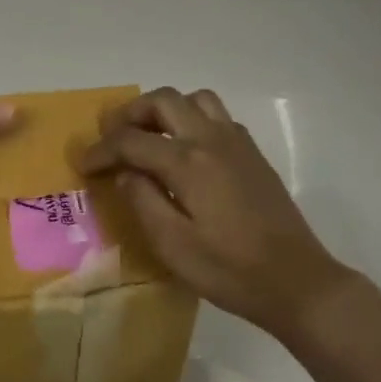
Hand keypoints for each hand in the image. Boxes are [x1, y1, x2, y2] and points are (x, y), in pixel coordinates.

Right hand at [78, 88, 351, 338]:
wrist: (296, 282)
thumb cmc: (229, 270)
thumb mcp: (173, 245)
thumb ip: (142, 200)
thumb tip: (124, 172)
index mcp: (188, 161)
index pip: (132, 140)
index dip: (102, 150)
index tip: (83, 164)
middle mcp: (212, 139)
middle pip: (163, 101)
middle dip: (130, 113)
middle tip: (111, 138)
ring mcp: (237, 143)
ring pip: (194, 100)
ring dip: (165, 110)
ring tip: (148, 136)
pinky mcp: (252, 154)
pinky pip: (216, 116)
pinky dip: (192, 120)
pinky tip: (186, 152)